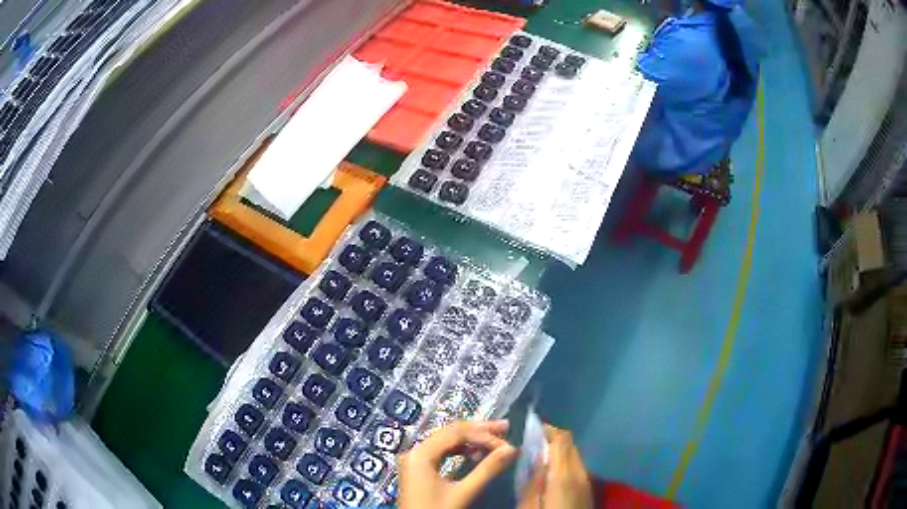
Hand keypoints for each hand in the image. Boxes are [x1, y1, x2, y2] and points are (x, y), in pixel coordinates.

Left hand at [398, 420, 517, 508]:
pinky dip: (460, 450)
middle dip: (478, 431)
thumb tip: (511, 449)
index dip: (484, 435)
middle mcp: (415, 452)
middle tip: (505, 428)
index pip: (456, 433)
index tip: (507, 444)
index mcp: (420, 454)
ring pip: (446, 441)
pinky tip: (475, 454)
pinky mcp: (418, 469)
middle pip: (449, 432)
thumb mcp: (463, 493)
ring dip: (471, 440)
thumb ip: (487, 470)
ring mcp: (415, 460)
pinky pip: (441, 451)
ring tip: (494, 441)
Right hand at [519, 424, 593, 508]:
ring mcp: (587, 479)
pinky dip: (566, 463)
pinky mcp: (588, 487)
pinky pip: (577, 467)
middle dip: (552, 440)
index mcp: (564, 473)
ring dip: (559, 452)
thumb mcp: (529, 504)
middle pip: (570, 444)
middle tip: (533, 444)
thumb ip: (530, 480)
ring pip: (574, 456)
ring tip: (542, 459)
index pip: (561, 439)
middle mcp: (580, 471)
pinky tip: (553, 474)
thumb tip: (531, 459)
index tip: (532, 428)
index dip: (548, 429)